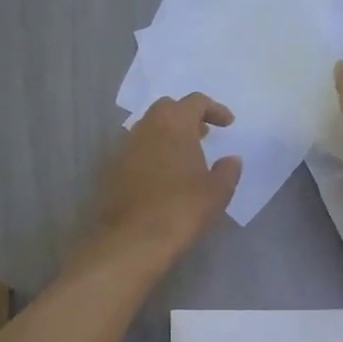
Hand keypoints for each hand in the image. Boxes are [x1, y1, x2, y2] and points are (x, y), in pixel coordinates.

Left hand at [89, 93, 242, 261]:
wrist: (133, 240)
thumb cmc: (182, 209)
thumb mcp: (217, 192)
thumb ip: (228, 170)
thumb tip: (231, 159)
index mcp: (174, 123)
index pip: (195, 101)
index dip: (214, 109)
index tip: (227, 124)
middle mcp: (145, 127)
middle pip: (167, 109)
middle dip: (186, 117)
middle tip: (203, 135)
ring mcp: (123, 148)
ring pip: (148, 129)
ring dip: (167, 136)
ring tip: (184, 157)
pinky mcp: (111, 170)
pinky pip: (135, 151)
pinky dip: (151, 155)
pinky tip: (162, 177)